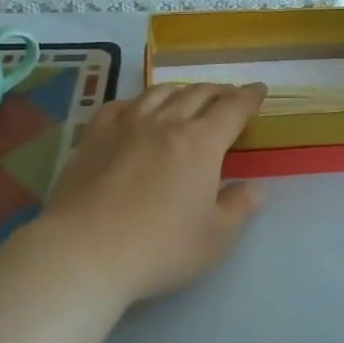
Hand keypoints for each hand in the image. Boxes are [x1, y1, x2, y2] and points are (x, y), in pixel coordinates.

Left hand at [36, 83, 267, 306]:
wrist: (84, 252)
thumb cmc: (160, 248)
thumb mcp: (216, 238)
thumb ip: (239, 208)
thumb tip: (254, 189)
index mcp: (201, 143)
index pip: (232, 109)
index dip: (248, 97)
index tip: (259, 90)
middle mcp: (165, 124)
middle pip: (196, 95)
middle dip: (218, 91)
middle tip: (228, 95)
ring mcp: (125, 127)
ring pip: (158, 94)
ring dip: (180, 90)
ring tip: (187, 95)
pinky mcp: (93, 138)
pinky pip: (118, 106)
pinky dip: (136, 101)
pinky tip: (136, 109)